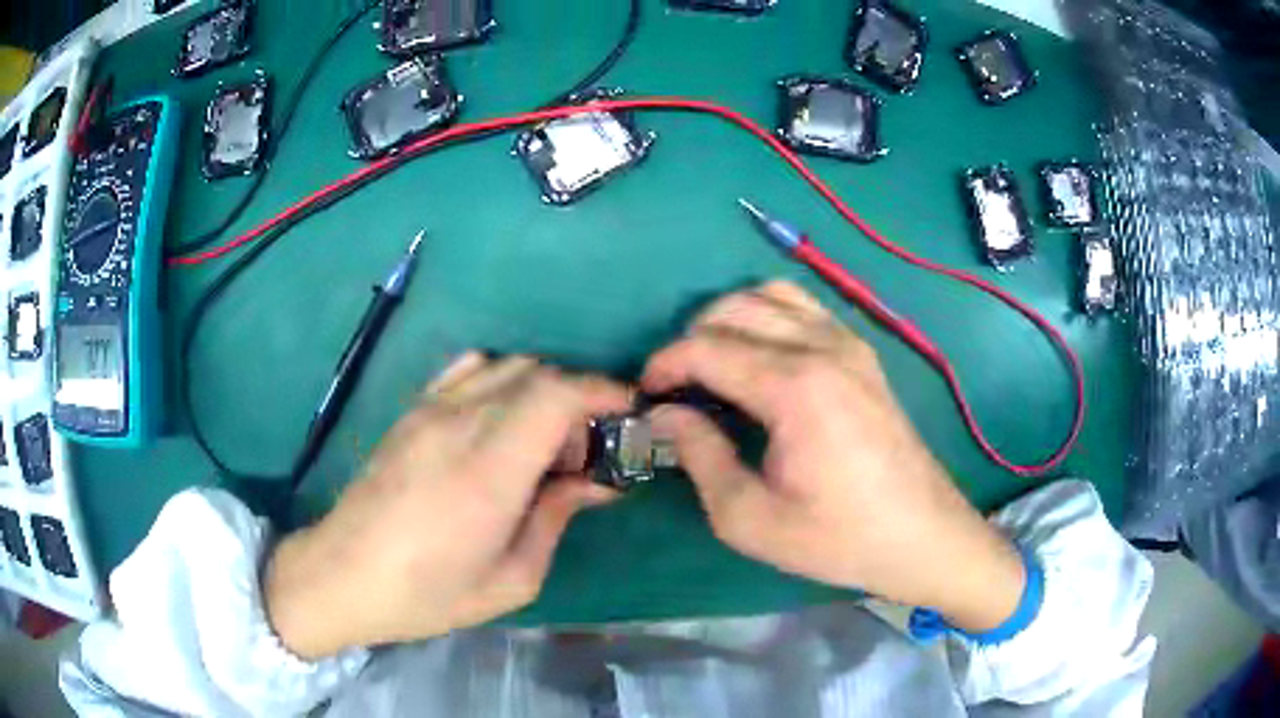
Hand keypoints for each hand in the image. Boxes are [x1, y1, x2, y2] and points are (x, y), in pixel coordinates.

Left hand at [265, 354, 630, 658]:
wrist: (342, 576)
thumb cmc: (427, 594)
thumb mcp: (511, 579)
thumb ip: (556, 518)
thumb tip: (596, 482)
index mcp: (488, 472)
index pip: (557, 395)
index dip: (603, 392)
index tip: (629, 414)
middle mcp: (460, 425)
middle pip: (538, 374)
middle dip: (579, 400)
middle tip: (586, 452)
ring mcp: (430, 410)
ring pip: (507, 366)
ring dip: (542, 390)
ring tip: (545, 440)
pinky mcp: (411, 411)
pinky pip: (468, 369)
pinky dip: (502, 380)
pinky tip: (501, 422)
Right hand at [643, 281, 1024, 630]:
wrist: (921, 534)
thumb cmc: (838, 537)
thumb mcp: (751, 518)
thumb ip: (701, 456)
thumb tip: (666, 414)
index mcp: (794, 387)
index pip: (706, 347)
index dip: (664, 365)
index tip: (647, 396)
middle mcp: (822, 347)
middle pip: (734, 310)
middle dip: (691, 340)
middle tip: (677, 388)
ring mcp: (848, 342)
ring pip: (770, 295)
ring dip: (730, 320)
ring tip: (714, 367)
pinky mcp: (863, 352)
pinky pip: (804, 307)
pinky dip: (768, 317)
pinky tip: (762, 359)